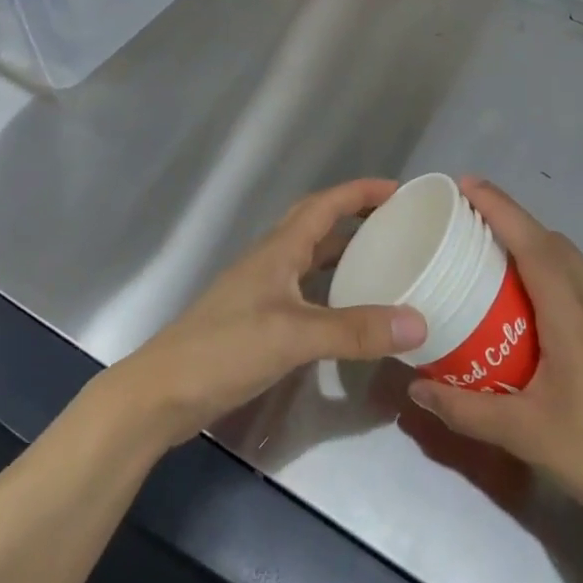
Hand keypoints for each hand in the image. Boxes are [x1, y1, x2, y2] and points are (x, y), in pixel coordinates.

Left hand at [106, 179, 427, 449]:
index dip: (360, 192)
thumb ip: (354, 330)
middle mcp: (271, 262)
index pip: (324, 205)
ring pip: (311, 260)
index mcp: (278, 250)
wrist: (163, 392)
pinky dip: (331, 292)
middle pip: (317, 226)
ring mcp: (262, 292)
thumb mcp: (294, 337)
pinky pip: (305, 292)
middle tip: (397, 226)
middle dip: (356, 218)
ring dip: (345, 255)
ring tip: (384, 265)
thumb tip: (419, 323)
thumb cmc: (225, 349)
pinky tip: (349, 313)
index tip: (399, 191)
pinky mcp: (258, 321)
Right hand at [407, 180, 582, 544]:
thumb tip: (417, 389)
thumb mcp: (527, 438)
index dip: (502, 211)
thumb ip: (466, 410)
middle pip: (559, 248)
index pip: (537, 249)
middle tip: (476, 227)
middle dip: (517, 226)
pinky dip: (568, 285)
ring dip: (544, 255)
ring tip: (507, 269)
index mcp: (578, 326)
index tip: (469, 186)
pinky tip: (553, 320)